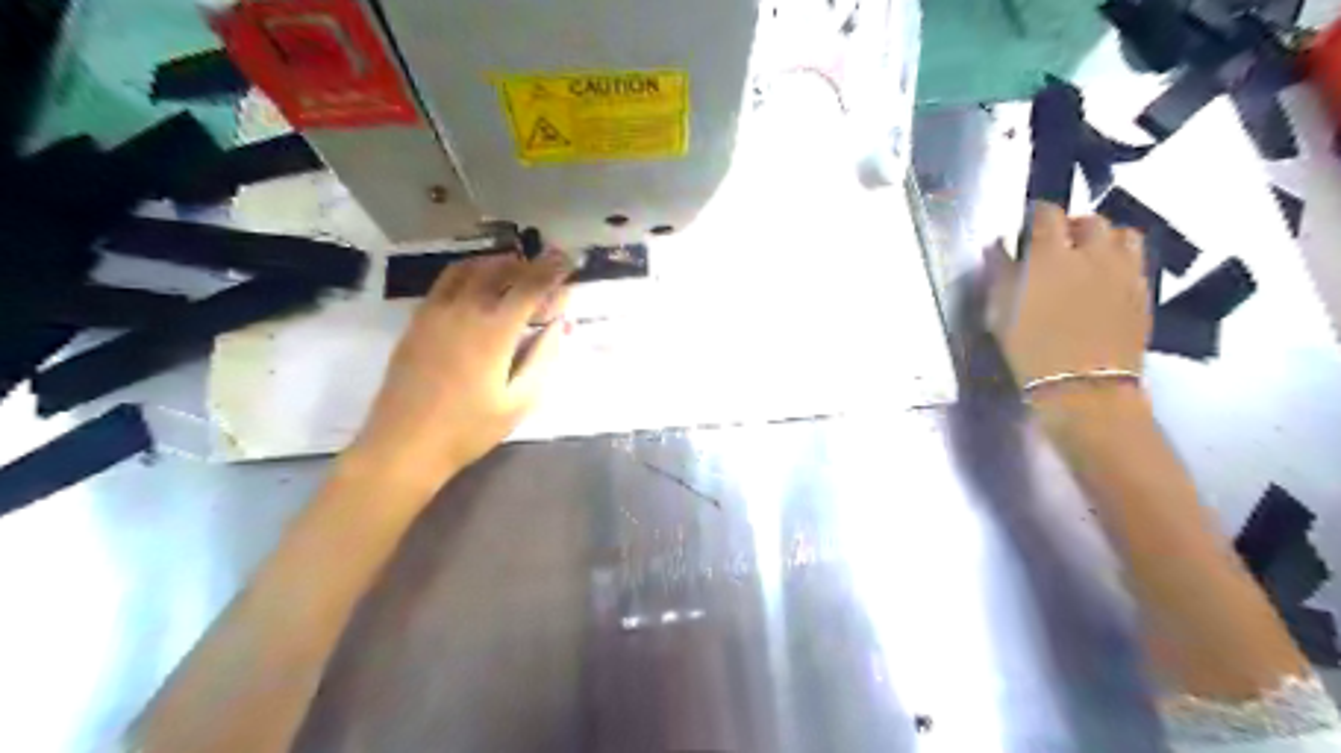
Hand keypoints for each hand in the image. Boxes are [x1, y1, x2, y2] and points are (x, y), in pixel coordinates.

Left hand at [346, 248, 568, 492]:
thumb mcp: (519, 402)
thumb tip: (558, 325)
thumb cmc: (468, 429)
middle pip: (501, 270)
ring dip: (498, 263)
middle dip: (529, 265)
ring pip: (470, 269)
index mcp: (494, 331)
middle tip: (546, 272)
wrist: (405, 444)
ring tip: (516, 269)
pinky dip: (470, 272)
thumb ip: (543, 358)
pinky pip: (446, 281)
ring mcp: (436, 312)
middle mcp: (465, 310)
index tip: (568, 260)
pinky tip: (478, 285)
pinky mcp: (418, 320)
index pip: (530, 286)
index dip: (553, 270)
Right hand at [983, 199, 1151, 387]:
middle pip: (1088, 220)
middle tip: (1057, 243)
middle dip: (1072, 225)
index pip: (1046, 214)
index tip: (1027, 224)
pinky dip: (1121, 258)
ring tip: (1089, 254)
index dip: (1036, 214)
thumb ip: (1000, 274)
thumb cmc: (1032, 351)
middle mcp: (1092, 253)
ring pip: (1121, 233)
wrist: (1084, 387)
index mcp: (1050, 256)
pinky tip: (1107, 276)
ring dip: (1103, 237)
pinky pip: (1136, 258)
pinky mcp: (1143, 290)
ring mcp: (1123, 270)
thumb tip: (998, 247)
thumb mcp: (1000, 313)